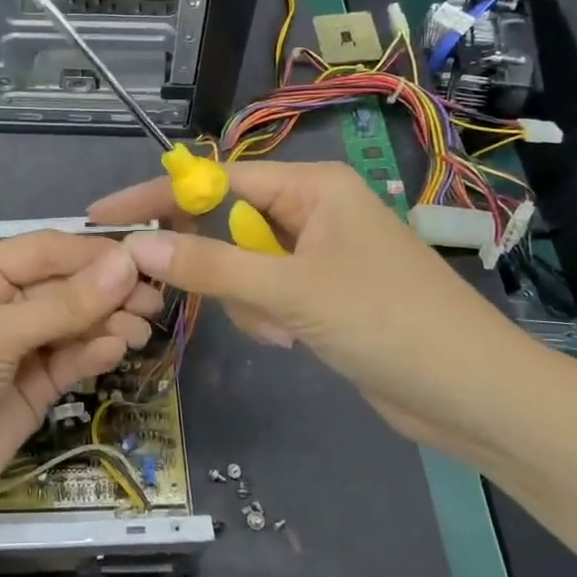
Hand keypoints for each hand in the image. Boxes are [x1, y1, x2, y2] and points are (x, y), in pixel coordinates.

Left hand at [0, 231, 161, 526]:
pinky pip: (69, 358)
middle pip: (64, 286)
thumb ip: (65, 303)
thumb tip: (128, 263)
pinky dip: (93, 352)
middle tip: (154, 300)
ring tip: (142, 329)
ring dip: (106, 322)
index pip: (45, 251)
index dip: (93, 255)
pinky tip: (116, 349)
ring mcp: (16, 346)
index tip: (142, 261)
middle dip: (106, 291)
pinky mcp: (31, 386)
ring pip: (72, 323)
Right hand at [90, 161, 540, 454]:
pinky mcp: (322, 293)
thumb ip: (211, 266)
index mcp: (313, 186)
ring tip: (282, 330)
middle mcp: (314, 210)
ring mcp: (319, 253)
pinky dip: (266, 316)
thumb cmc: (387, 323)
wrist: (473, 396)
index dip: (157, 196)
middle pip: (227, 223)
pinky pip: (266, 292)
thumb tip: (136, 245)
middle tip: (181, 292)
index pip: (215, 179)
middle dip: (216, 266)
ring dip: (247, 300)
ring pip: (243, 264)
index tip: (103, 216)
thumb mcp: (290, 292)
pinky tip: (294, 341)